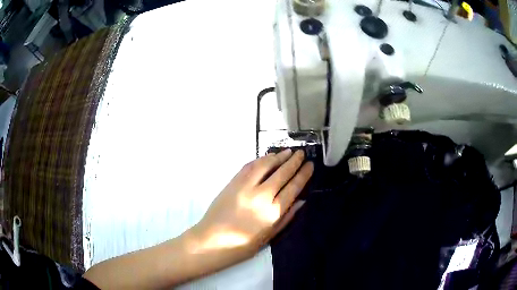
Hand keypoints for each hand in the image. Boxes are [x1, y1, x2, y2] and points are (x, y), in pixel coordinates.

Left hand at [191, 149, 313, 257]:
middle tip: (302, 153)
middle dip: (294, 161)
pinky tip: (267, 157)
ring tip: (288, 151)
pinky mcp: (232, 183)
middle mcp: (261, 196)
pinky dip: (260, 159)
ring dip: (278, 156)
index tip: (310, 165)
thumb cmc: (242, 245)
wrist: (211, 241)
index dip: (303, 174)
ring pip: (265, 165)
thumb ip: (286, 217)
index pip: (293, 187)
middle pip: (282, 173)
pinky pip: (249, 166)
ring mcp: (245, 187)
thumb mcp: (269, 237)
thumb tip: (301, 201)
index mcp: (273, 212)